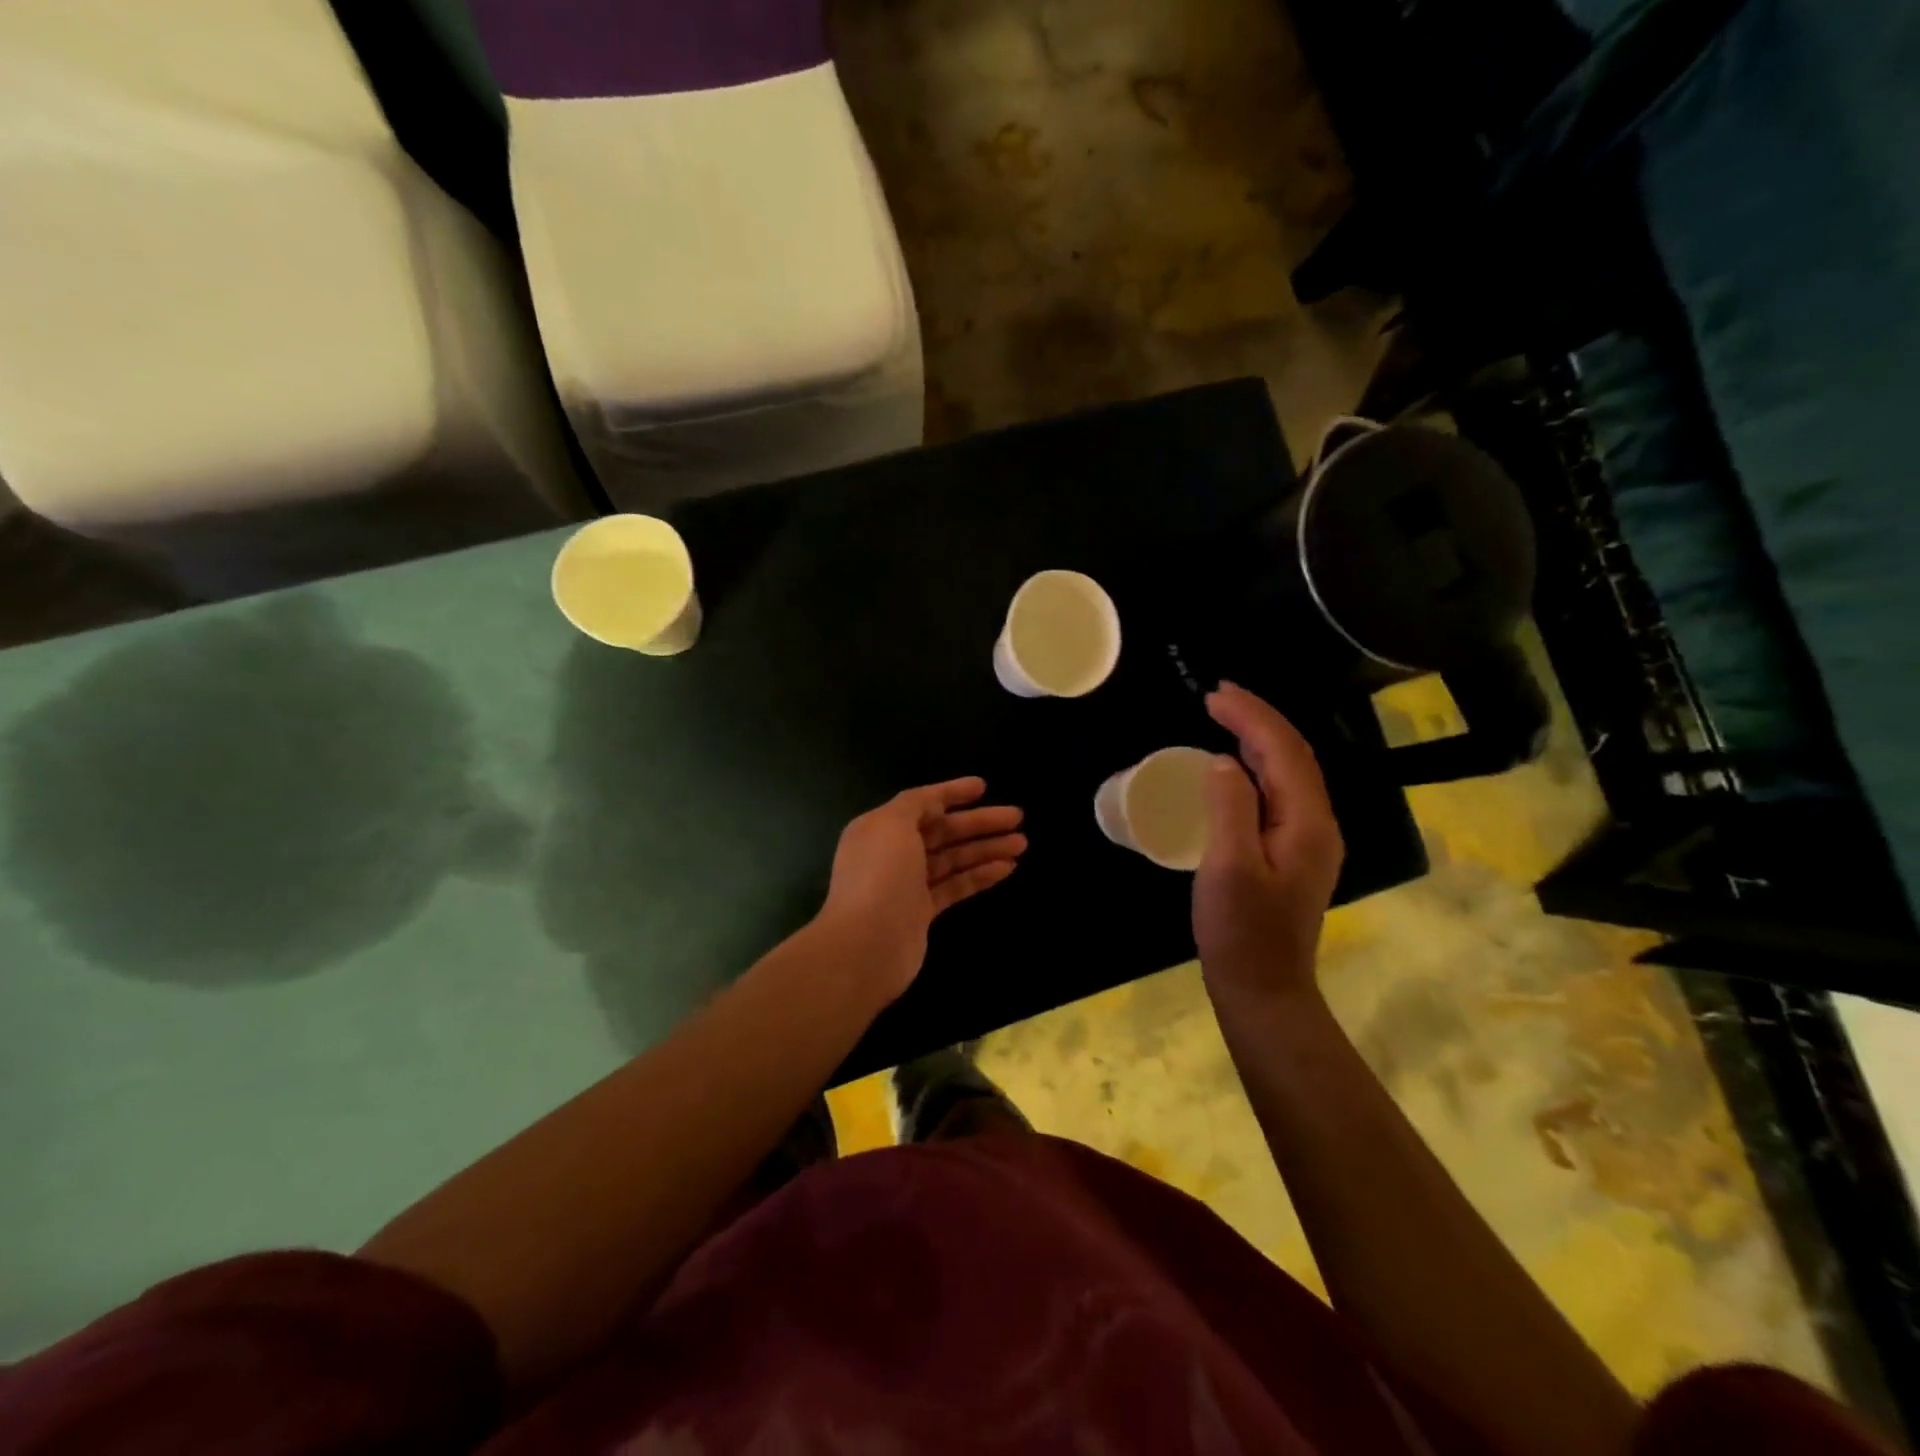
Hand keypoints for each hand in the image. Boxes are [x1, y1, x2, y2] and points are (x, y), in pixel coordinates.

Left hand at [818, 778, 1026, 1004]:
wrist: (866, 946)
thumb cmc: (880, 876)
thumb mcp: (892, 824)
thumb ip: (915, 805)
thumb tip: (934, 802)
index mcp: (879, 827)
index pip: (921, 802)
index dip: (952, 792)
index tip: (983, 786)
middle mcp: (892, 853)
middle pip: (942, 831)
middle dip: (979, 822)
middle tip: (1017, 817)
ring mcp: (907, 885)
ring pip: (953, 859)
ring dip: (986, 849)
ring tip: (1022, 844)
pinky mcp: (921, 913)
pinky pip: (955, 886)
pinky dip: (979, 875)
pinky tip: (1006, 868)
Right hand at [1194, 683, 1344, 1011]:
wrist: (1263, 989)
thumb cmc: (1241, 931)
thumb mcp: (1228, 867)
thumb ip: (1230, 807)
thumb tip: (1225, 761)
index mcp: (1307, 822)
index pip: (1283, 751)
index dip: (1251, 716)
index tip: (1212, 694)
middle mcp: (1317, 824)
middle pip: (1293, 755)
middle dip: (1257, 718)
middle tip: (1216, 696)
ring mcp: (1309, 840)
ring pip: (1289, 772)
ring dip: (1259, 738)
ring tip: (1224, 716)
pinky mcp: (1293, 852)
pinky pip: (1279, 792)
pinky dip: (1257, 765)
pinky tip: (1236, 765)